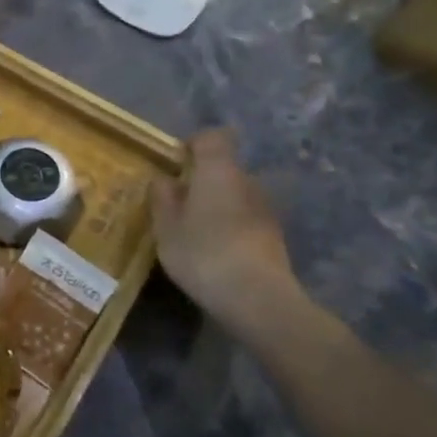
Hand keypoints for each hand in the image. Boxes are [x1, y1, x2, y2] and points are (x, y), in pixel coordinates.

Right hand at [151, 129, 301, 325]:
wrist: (258, 299)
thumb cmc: (203, 253)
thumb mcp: (166, 227)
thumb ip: (162, 198)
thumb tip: (164, 179)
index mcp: (218, 171)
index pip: (212, 137)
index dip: (194, 143)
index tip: (176, 162)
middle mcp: (247, 181)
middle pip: (224, 168)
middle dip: (202, 180)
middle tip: (178, 204)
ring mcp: (265, 209)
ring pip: (235, 195)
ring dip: (217, 206)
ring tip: (195, 233)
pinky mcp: (275, 237)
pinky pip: (246, 219)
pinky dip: (231, 227)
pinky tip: (215, 253)